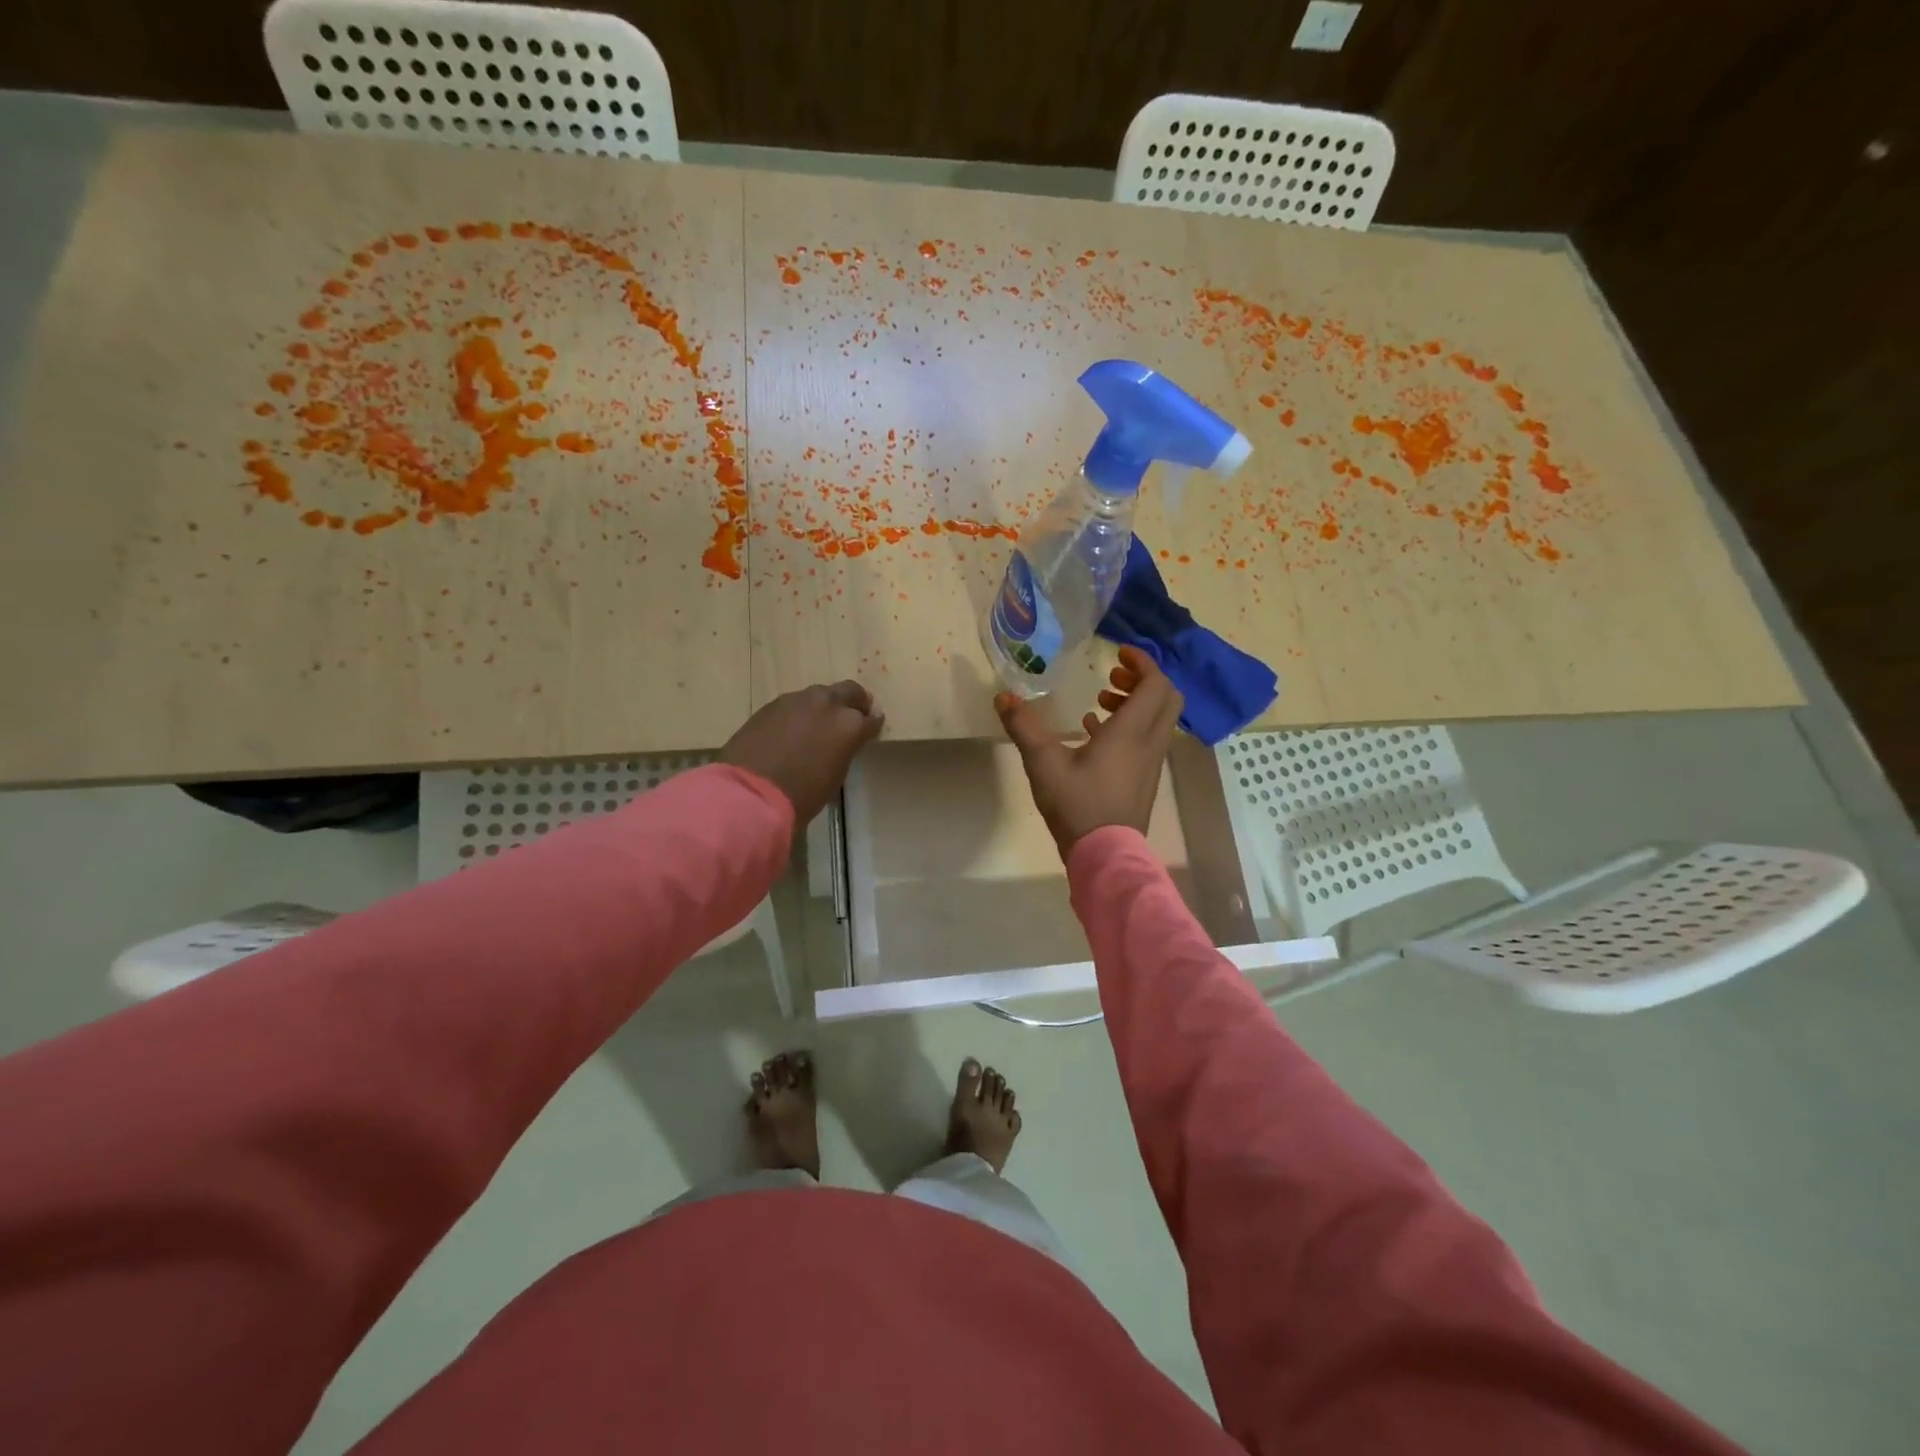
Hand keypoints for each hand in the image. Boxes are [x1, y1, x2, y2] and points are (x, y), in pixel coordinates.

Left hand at [721, 681, 884, 827]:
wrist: (751, 792)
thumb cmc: (802, 794)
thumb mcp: (835, 774)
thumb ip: (844, 750)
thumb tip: (843, 742)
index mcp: (849, 724)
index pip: (871, 719)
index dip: (872, 726)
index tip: (871, 731)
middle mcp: (827, 704)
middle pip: (850, 691)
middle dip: (854, 703)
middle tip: (852, 716)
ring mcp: (797, 700)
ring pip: (820, 694)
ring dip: (825, 706)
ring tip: (819, 724)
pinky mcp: (772, 704)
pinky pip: (795, 703)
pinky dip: (800, 713)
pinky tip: (793, 729)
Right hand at [994, 645, 1182, 857]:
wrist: (1104, 855)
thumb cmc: (1077, 804)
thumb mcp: (1043, 763)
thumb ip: (1023, 727)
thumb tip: (1003, 697)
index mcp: (1131, 731)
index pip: (1155, 684)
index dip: (1143, 662)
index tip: (1118, 652)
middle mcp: (1149, 742)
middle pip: (1166, 698)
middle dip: (1143, 680)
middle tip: (1112, 676)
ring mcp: (1150, 763)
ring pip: (1158, 719)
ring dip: (1135, 703)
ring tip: (1100, 702)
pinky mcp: (1144, 779)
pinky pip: (1147, 740)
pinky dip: (1130, 726)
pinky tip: (1095, 733)